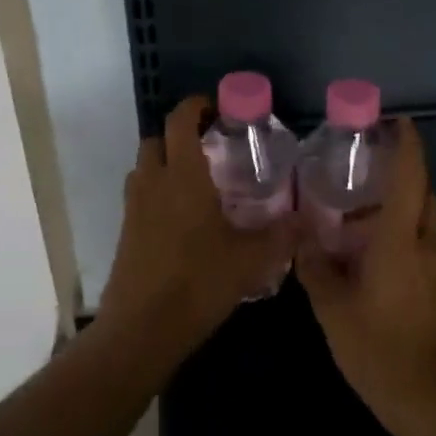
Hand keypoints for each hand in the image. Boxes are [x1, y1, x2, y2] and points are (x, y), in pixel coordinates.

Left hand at [99, 96, 293, 361]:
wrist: (142, 329)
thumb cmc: (198, 282)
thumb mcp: (251, 259)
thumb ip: (283, 236)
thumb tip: (309, 219)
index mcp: (182, 175)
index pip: (179, 121)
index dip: (195, 106)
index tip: (216, 108)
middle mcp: (153, 182)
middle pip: (156, 140)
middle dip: (179, 135)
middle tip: (211, 146)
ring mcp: (134, 207)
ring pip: (145, 167)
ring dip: (166, 163)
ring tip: (199, 181)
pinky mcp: (126, 232)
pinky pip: (141, 195)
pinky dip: (158, 192)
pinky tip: (185, 219)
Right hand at [296, 118, 435, 435]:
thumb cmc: (380, 350)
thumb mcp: (333, 310)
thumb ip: (315, 268)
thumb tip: (301, 239)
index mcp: (402, 239)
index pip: (411, 175)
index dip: (406, 143)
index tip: (393, 121)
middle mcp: (429, 242)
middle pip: (422, 191)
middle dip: (399, 173)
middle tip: (361, 169)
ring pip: (425, 218)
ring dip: (399, 207)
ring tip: (358, 215)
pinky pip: (426, 242)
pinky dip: (405, 233)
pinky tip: (374, 256)